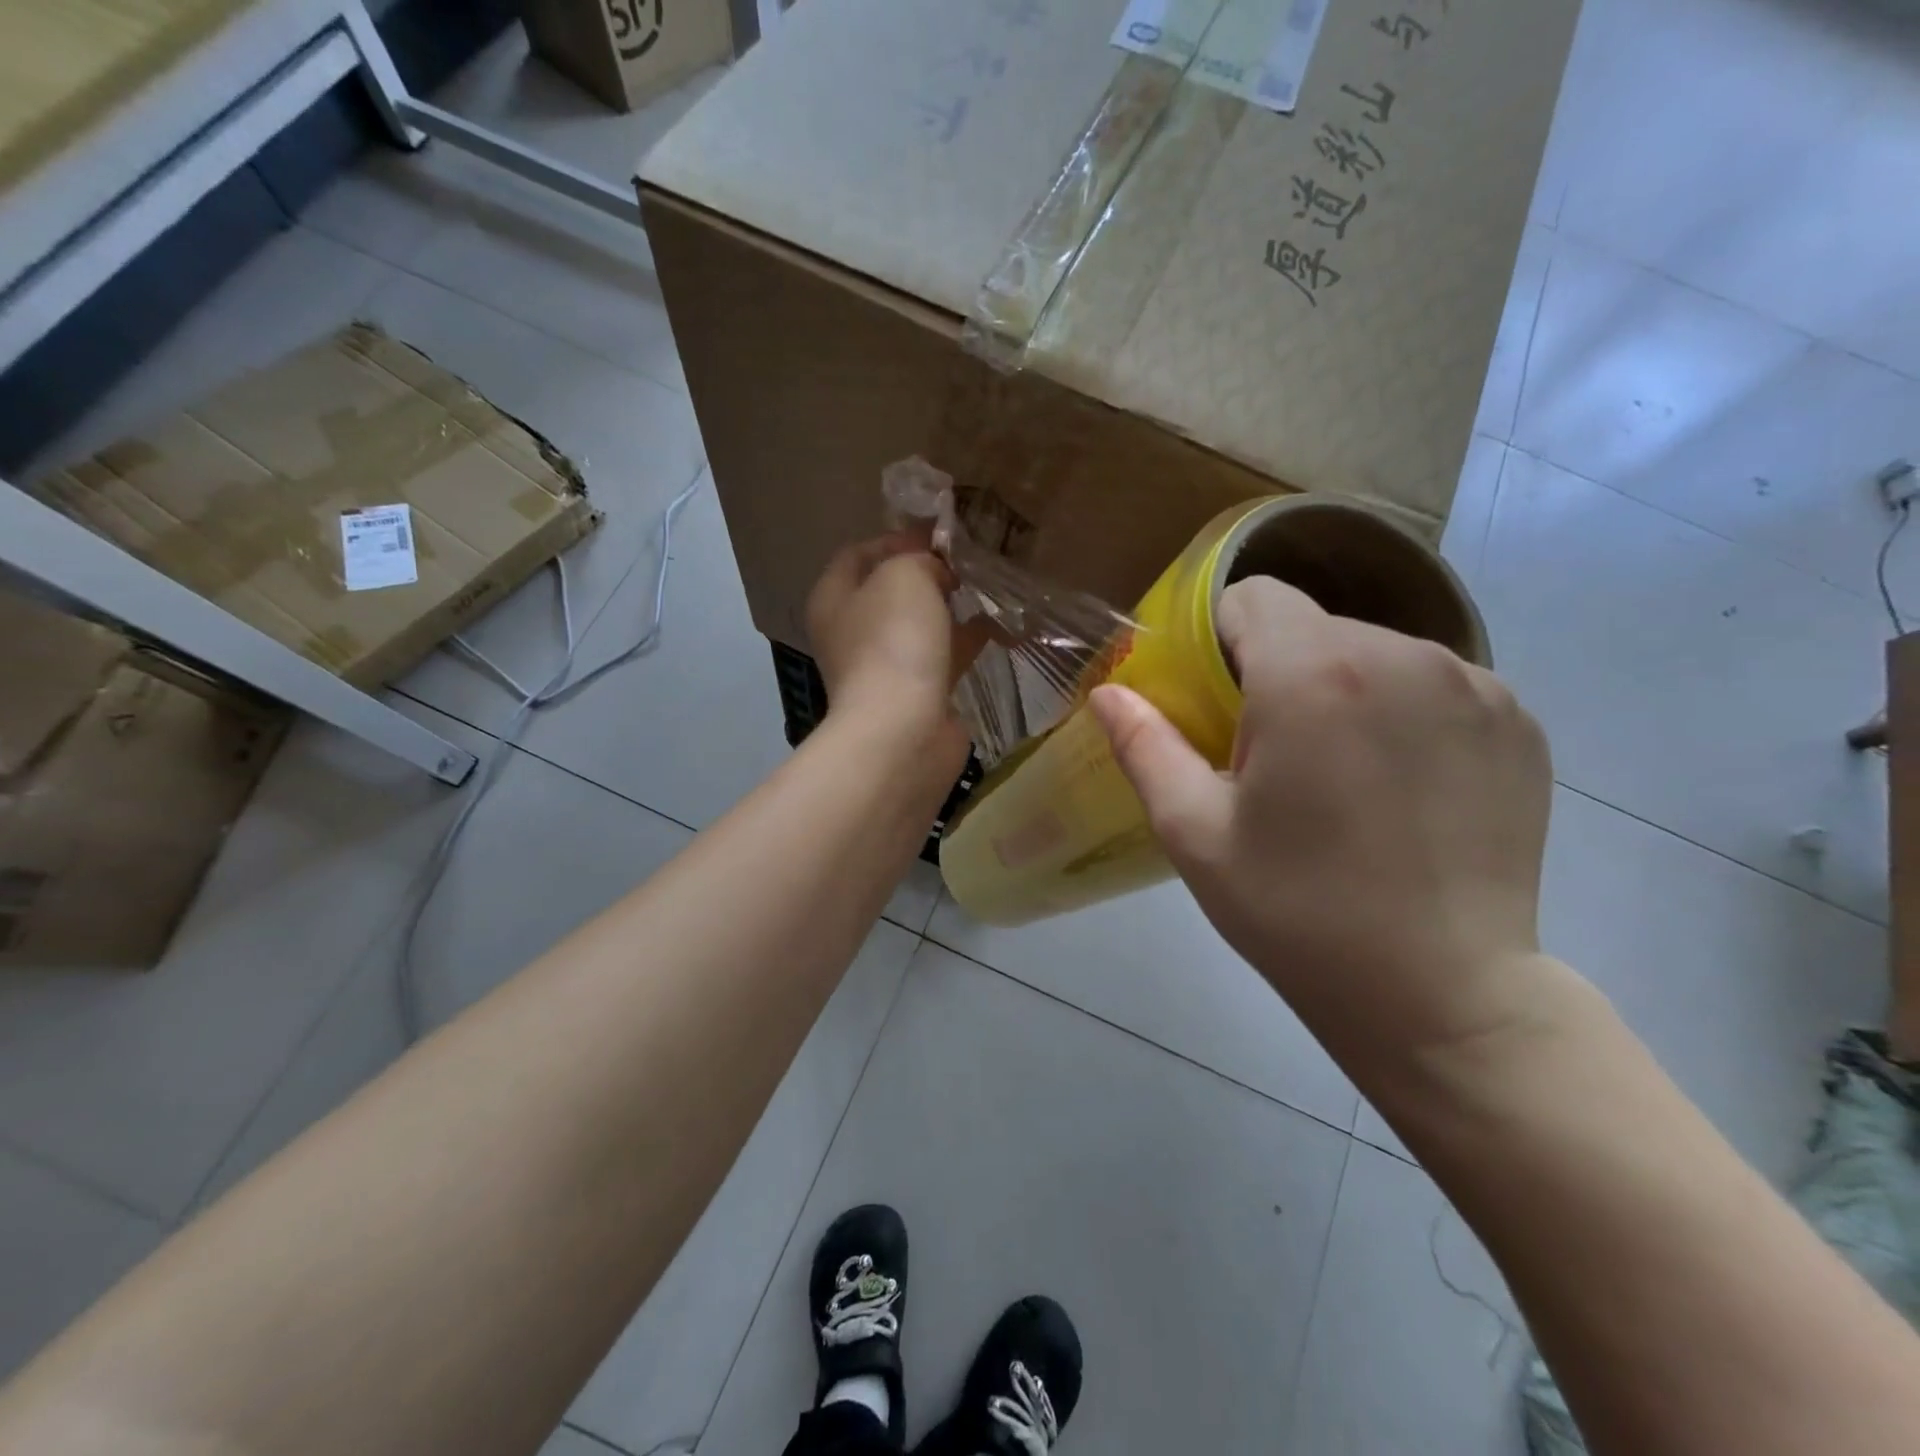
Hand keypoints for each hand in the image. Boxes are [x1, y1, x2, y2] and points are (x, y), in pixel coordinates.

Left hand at [806, 533, 980, 770]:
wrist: (904, 730)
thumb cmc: (893, 643)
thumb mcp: (904, 575)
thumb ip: (919, 559)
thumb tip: (935, 572)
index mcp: (834, 599)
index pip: (858, 554)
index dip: (896, 538)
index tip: (938, 536)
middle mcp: (852, 632)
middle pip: (890, 591)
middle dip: (928, 574)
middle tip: (967, 562)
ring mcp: (884, 667)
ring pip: (920, 626)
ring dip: (950, 609)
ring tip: (987, 588)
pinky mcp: (917, 694)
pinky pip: (943, 657)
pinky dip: (967, 642)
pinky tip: (999, 628)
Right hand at [1089, 577, 1554, 1077]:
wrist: (1444, 995)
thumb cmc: (1297, 913)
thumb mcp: (1194, 832)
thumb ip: (1144, 746)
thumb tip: (1106, 692)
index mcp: (1313, 674)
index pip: (1252, 596)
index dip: (1220, 638)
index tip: (1217, 699)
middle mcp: (1403, 655)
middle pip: (1313, 626)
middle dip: (1279, 671)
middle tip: (1272, 757)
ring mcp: (1475, 685)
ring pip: (1375, 651)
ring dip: (1343, 689)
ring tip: (1341, 775)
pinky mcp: (1520, 722)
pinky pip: (1436, 684)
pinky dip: (1405, 712)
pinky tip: (1402, 785)